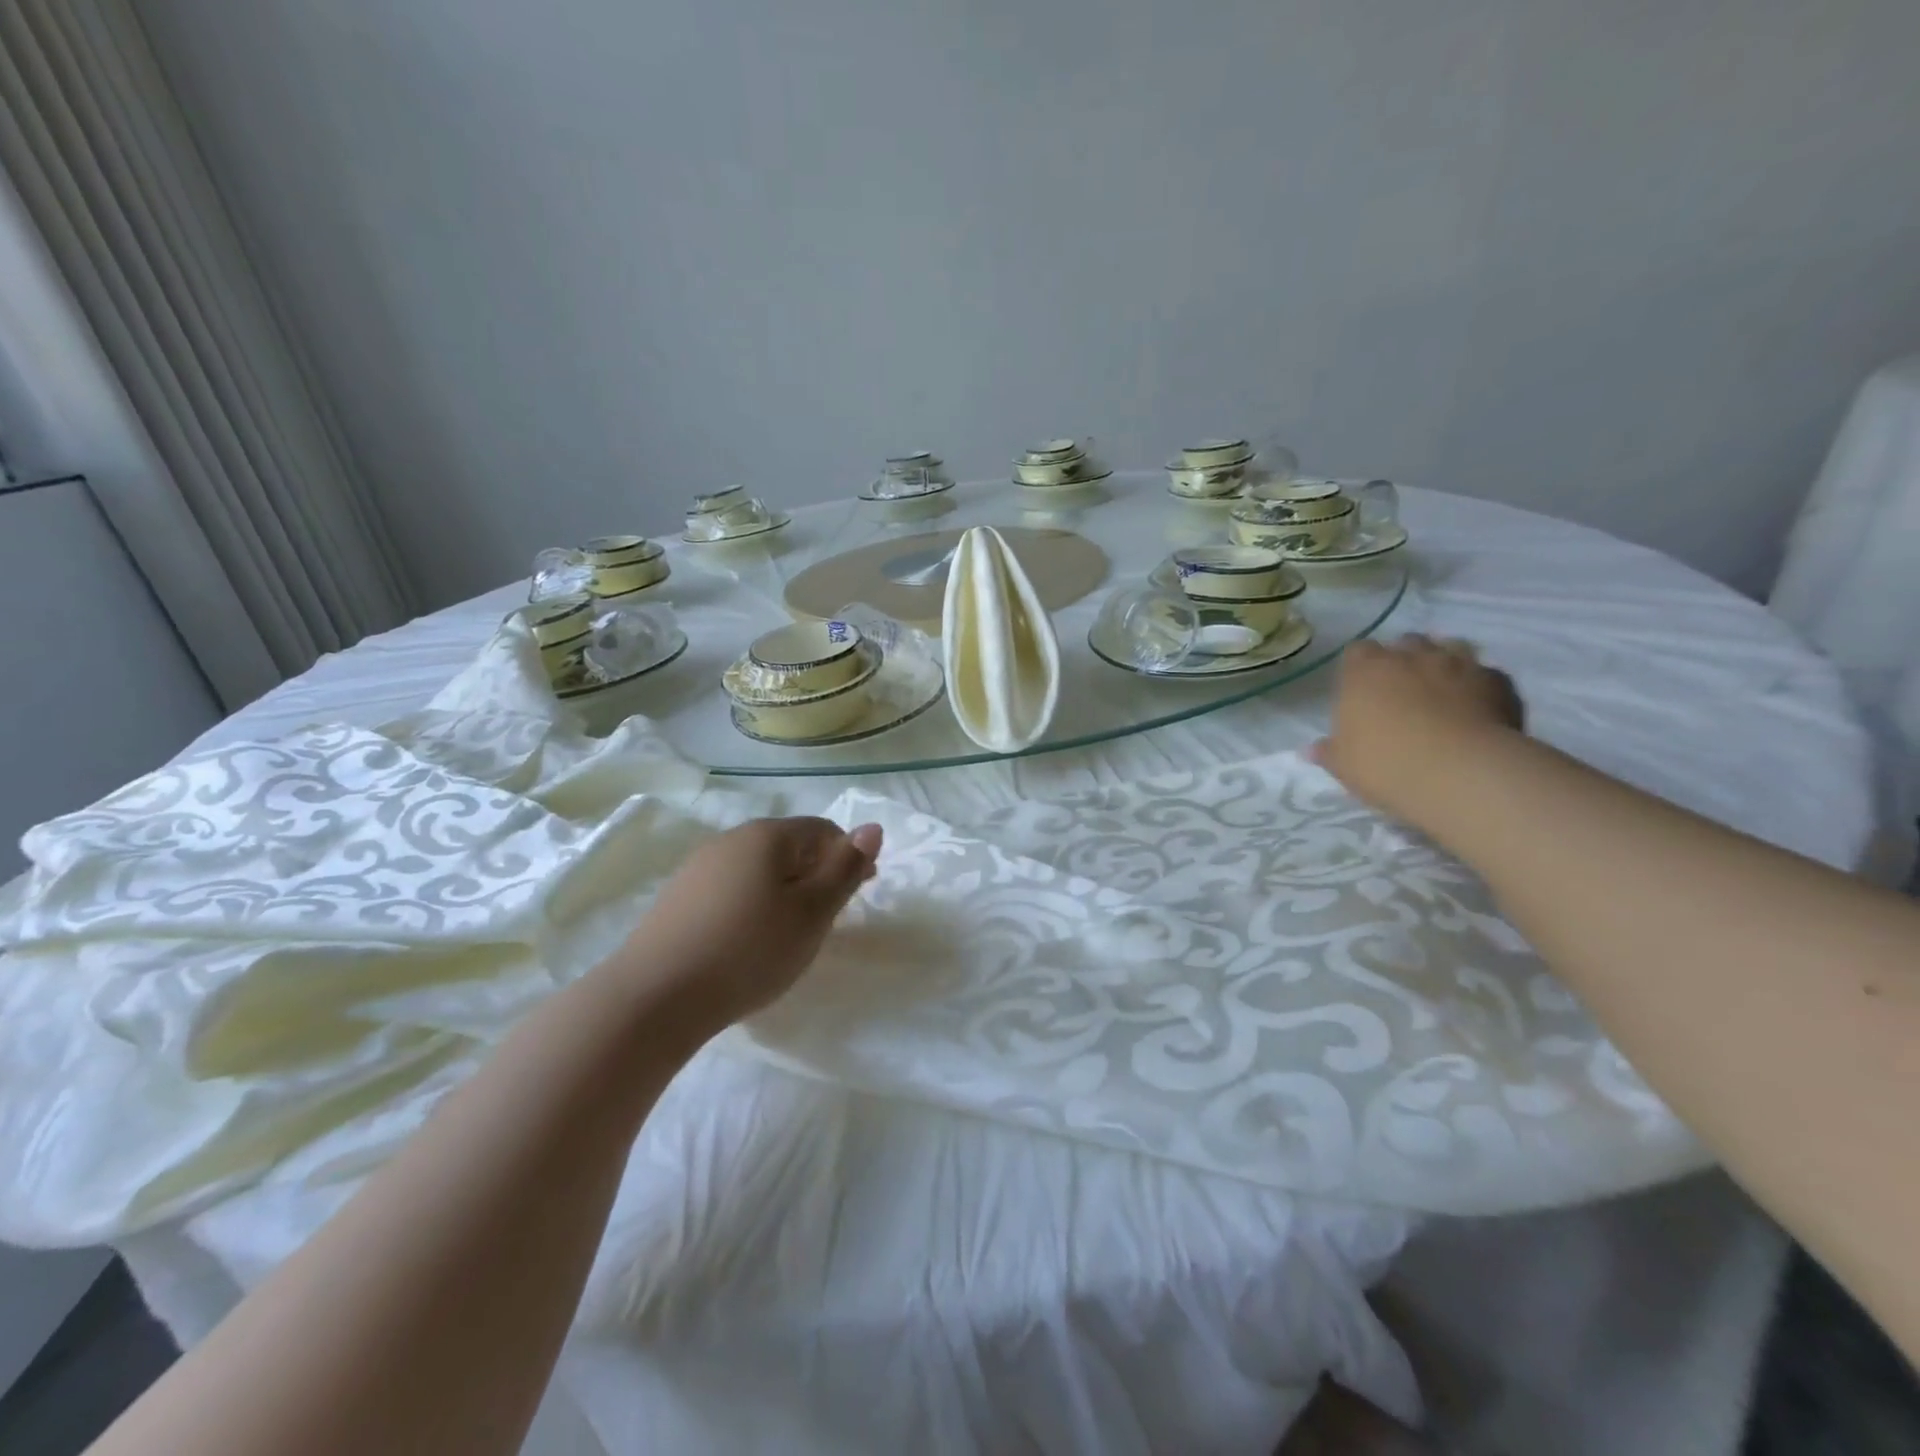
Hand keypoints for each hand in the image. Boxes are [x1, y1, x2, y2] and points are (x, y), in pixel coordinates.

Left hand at [621, 817, 882, 1029]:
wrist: (654, 997)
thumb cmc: (749, 950)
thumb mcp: (813, 913)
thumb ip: (845, 869)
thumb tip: (873, 827)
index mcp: (768, 835)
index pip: (823, 830)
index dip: (848, 857)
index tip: (861, 893)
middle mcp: (731, 839)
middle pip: (789, 847)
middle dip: (815, 875)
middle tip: (826, 920)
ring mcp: (698, 867)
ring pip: (758, 870)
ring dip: (783, 892)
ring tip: (788, 934)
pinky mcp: (677, 898)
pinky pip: (730, 890)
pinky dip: (751, 907)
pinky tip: (746, 942)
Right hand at [1313, 635, 1524, 825]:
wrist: (1460, 774)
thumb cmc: (1385, 764)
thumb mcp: (1344, 765)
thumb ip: (1329, 751)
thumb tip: (1312, 750)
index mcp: (1365, 670)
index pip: (1358, 651)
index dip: (1360, 667)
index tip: (1361, 689)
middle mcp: (1411, 656)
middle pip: (1406, 643)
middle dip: (1405, 659)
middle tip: (1402, 690)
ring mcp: (1459, 664)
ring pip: (1451, 648)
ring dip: (1445, 663)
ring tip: (1442, 691)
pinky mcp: (1498, 682)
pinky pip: (1486, 675)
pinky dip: (1480, 687)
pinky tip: (1478, 710)